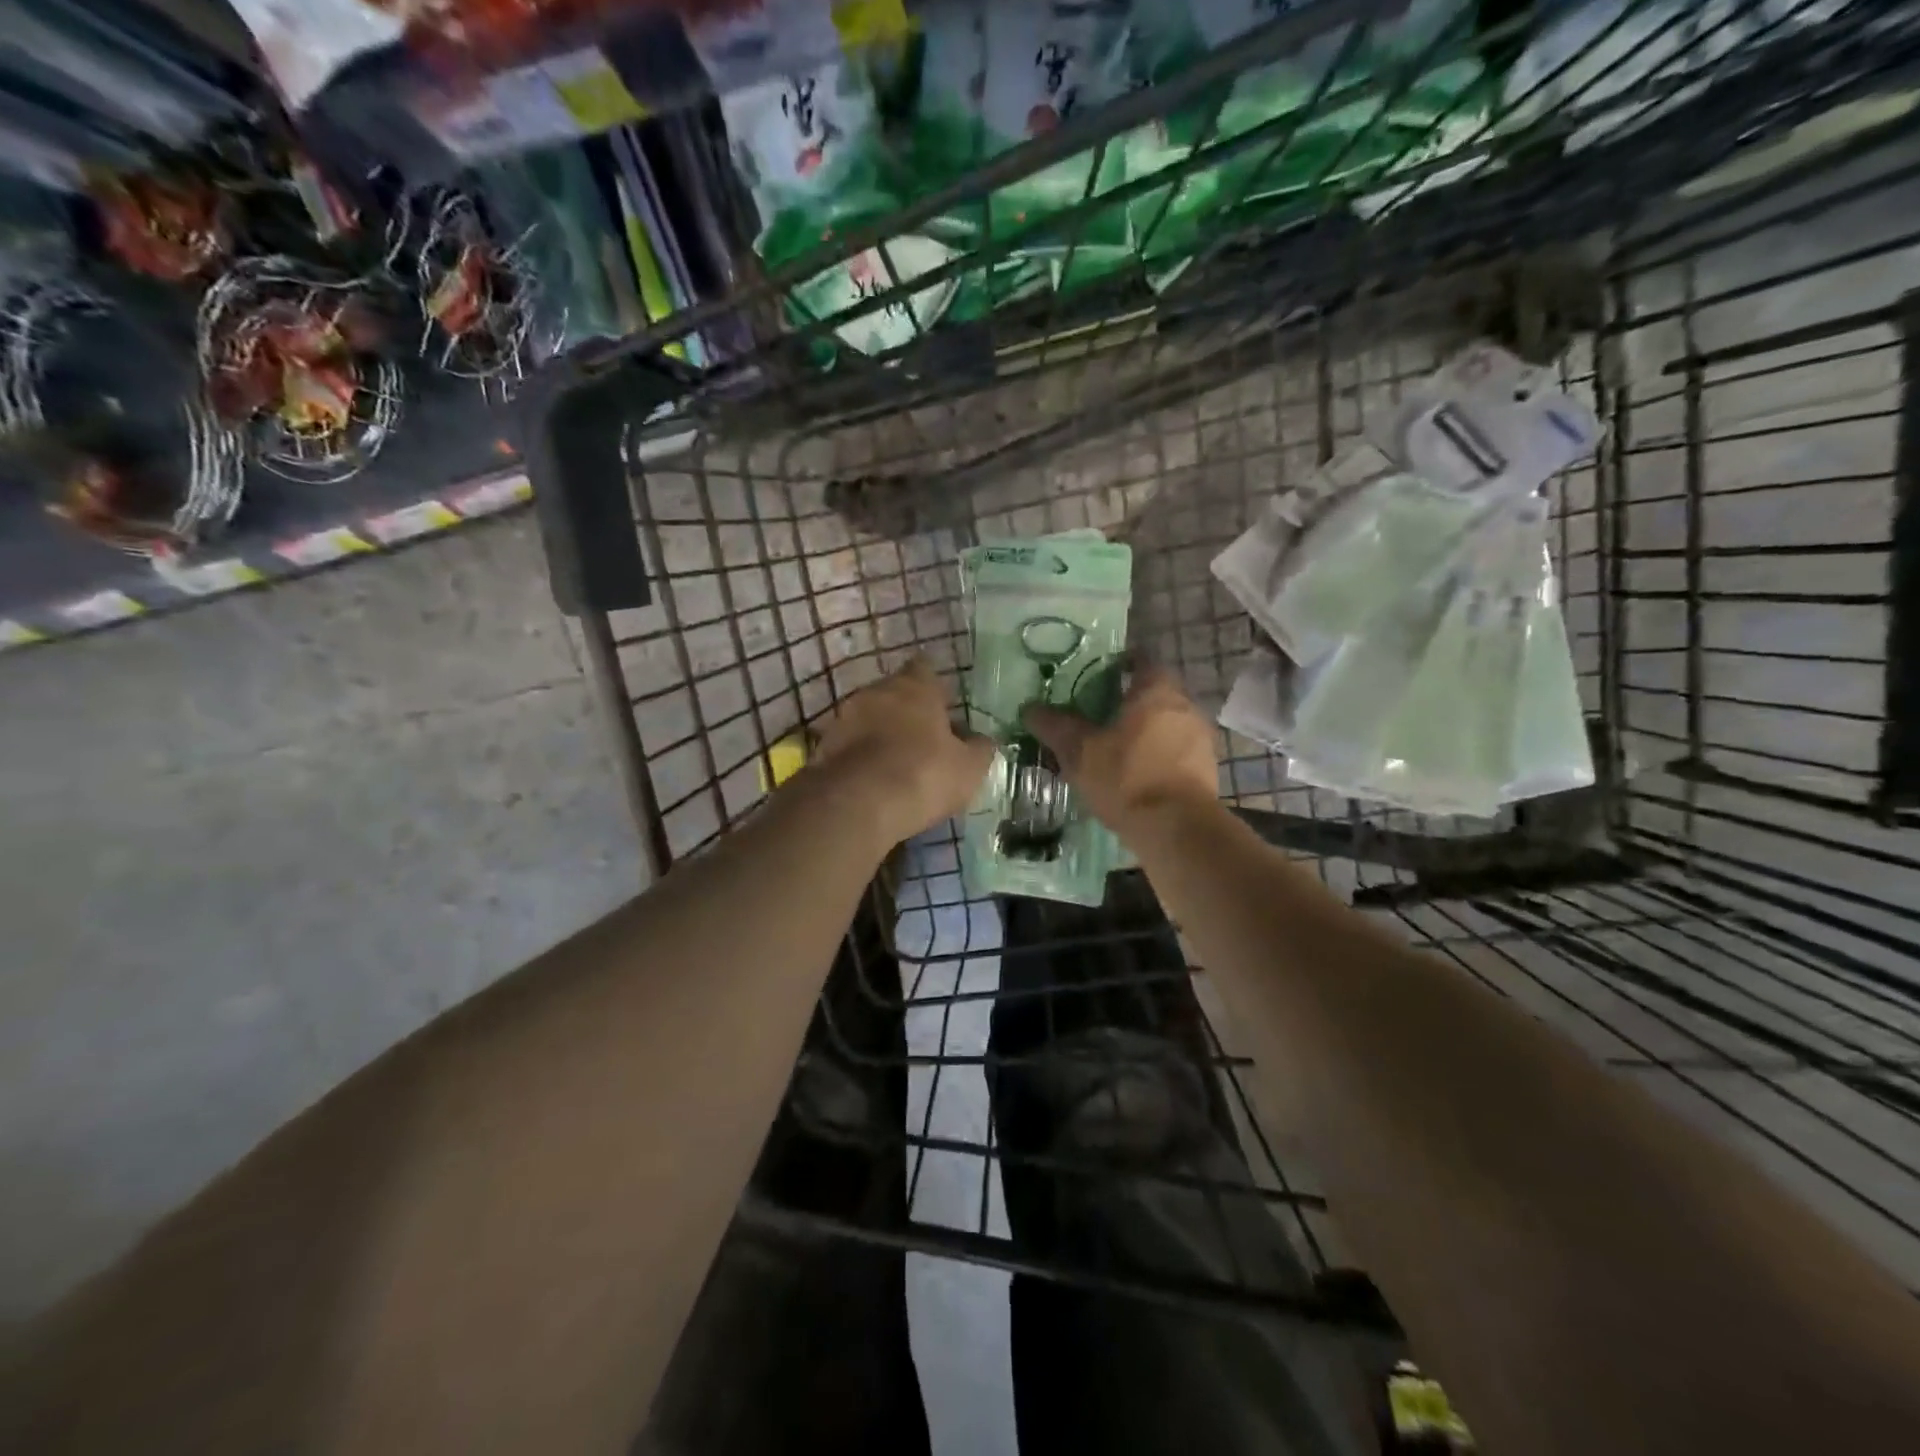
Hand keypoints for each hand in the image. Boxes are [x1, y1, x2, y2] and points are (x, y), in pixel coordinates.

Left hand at [814, 657, 994, 844]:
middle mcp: (876, 691)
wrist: (856, 804)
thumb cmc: (923, 774)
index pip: (925, 669)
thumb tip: (983, 740)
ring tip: (896, 761)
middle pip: (894, 692)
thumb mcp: (968, 768)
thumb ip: (979, 749)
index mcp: (915, 686)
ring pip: (868, 717)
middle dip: (906, 711)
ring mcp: (845, 716)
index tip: (943, 705)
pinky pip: (849, 745)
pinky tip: (872, 779)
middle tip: (923, 737)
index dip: (935, 686)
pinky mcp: (823, 746)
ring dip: (880, 733)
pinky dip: (860, 755)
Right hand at [1022, 665, 1218, 834]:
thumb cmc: (1127, 776)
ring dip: (1144, 732)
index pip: (1141, 661)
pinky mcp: (1206, 770)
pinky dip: (1157, 757)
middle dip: (1128, 702)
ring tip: (1114, 749)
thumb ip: (1056, 726)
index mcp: (1156, 691)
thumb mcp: (1080, 751)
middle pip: (1154, 694)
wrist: (1177, 829)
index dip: (1119, 664)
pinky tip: (1135, 776)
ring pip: (1166, 725)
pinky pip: (1176, 753)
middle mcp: (1185, 706)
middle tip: (1097, 715)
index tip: (1097, 675)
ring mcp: (1201, 739)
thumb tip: (1030, 709)